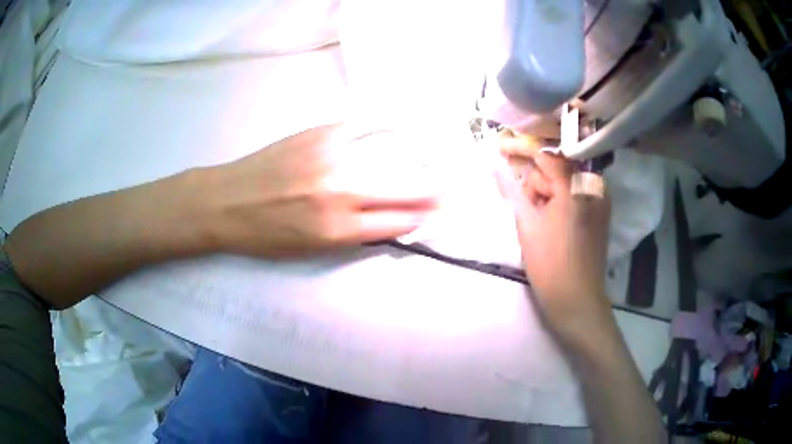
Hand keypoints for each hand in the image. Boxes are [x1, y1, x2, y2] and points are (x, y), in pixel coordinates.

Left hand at [204, 124, 440, 257]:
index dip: (424, 216)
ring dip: (421, 155)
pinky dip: (389, 126)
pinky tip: (404, 126)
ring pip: (392, 154)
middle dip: (434, 187)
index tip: (440, 210)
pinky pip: (366, 126)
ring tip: (440, 152)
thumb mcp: (311, 250)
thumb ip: (354, 234)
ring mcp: (331, 157)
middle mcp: (341, 192)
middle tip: (452, 183)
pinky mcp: (320, 133)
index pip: (399, 221)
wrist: (225, 201)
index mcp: (337, 230)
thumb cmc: (264, 235)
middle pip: (405, 187)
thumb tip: (391, 218)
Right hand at [497, 147, 611, 326]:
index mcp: (575, 186)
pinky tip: (552, 225)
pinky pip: (575, 195)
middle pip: (556, 169)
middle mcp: (593, 186)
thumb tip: (497, 165)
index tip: (501, 147)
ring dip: (548, 197)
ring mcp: (600, 199)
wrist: (577, 300)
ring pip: (564, 183)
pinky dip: (560, 203)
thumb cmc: (550, 264)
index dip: (521, 150)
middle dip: (537, 185)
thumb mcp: (527, 224)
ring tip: (540, 226)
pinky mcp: (601, 212)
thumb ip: (513, 189)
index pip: (545, 155)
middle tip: (528, 212)